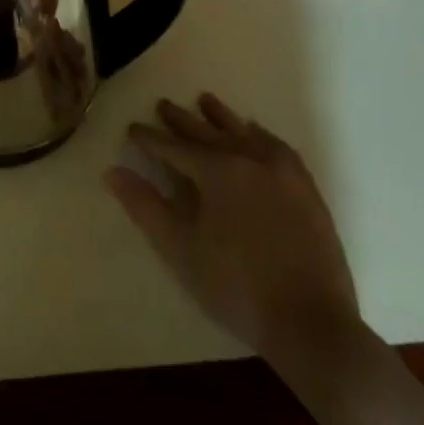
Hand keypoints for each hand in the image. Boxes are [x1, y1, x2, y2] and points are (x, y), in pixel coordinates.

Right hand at [105, 94, 359, 375]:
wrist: (311, 324)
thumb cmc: (236, 286)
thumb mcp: (180, 249)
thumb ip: (145, 206)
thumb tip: (112, 172)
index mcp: (217, 171)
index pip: (174, 147)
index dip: (150, 138)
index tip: (132, 128)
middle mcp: (250, 159)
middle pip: (208, 132)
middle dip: (182, 120)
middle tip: (163, 105)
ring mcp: (283, 172)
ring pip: (244, 132)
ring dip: (221, 117)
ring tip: (205, 101)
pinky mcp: (306, 189)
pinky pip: (277, 147)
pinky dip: (259, 134)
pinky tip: (255, 133)